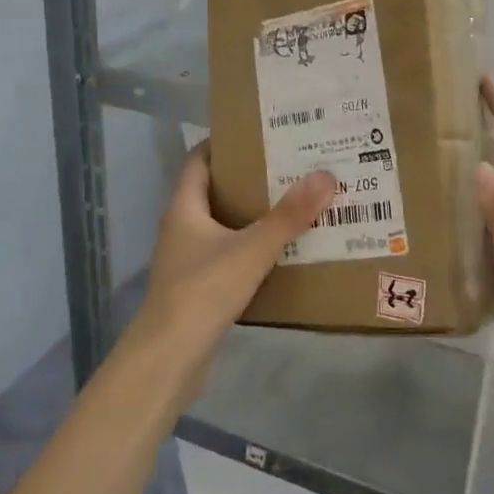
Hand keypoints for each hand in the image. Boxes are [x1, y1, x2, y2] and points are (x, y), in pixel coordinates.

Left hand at [128, 144, 336, 402]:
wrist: (169, 361)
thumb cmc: (202, 292)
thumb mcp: (251, 250)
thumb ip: (288, 216)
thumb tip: (325, 175)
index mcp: (184, 207)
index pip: (200, 159)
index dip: (225, 143)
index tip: (261, 133)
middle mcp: (182, 228)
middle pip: (215, 191)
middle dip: (249, 178)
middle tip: (290, 166)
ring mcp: (188, 260)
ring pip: (224, 226)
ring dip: (253, 215)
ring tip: (294, 203)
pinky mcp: (199, 288)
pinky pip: (229, 256)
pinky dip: (252, 249)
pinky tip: (282, 252)